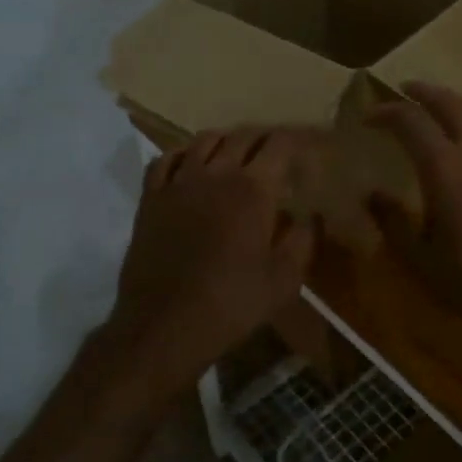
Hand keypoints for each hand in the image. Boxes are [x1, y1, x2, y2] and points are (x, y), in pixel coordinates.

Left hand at [106, 127, 318, 401]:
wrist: (165, 325)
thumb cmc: (232, 303)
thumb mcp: (284, 280)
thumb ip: (303, 240)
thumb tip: (311, 215)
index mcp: (253, 189)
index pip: (280, 145)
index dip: (297, 139)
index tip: (308, 145)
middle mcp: (216, 174)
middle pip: (242, 136)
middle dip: (264, 137)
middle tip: (277, 150)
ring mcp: (178, 182)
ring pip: (203, 141)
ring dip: (226, 140)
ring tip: (236, 152)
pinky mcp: (151, 198)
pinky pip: (164, 160)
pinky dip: (182, 153)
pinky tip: (189, 164)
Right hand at [367, 83, 461, 343]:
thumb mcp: (421, 259)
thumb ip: (393, 222)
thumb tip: (370, 194)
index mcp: (445, 166)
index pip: (411, 121)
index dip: (387, 112)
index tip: (368, 116)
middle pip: (449, 104)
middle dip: (423, 93)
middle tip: (405, 90)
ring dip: (457, 102)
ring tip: (445, 105)